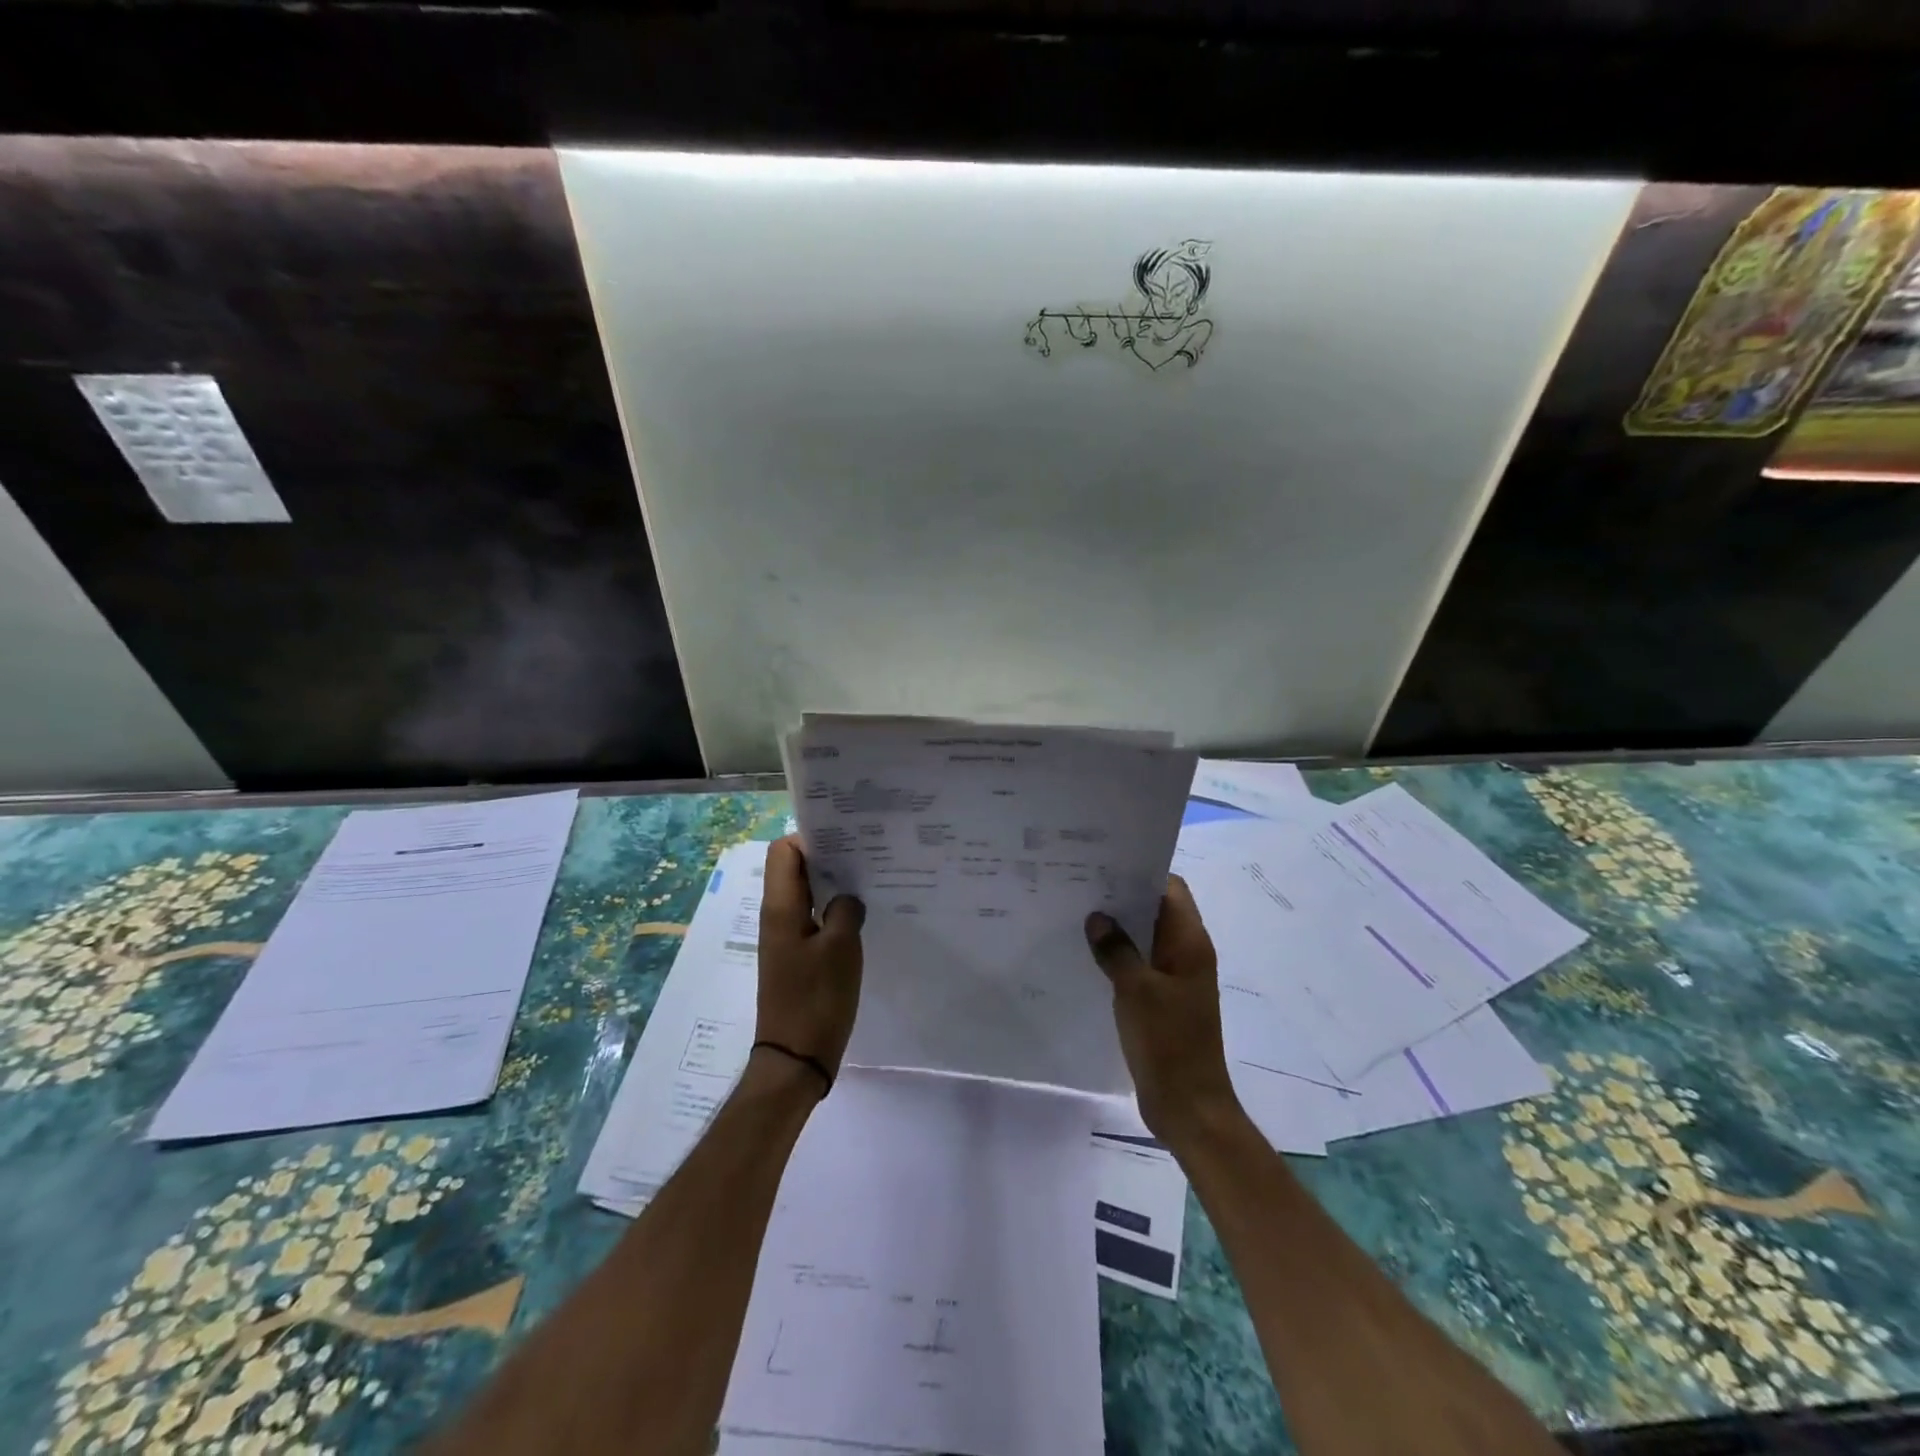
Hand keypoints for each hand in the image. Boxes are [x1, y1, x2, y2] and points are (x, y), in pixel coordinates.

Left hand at [755, 837, 864, 1089]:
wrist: (796, 1058)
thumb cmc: (817, 999)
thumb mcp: (841, 948)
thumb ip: (846, 909)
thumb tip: (848, 897)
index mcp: (781, 907)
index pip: (784, 851)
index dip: (811, 838)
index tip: (846, 839)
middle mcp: (778, 916)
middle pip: (795, 869)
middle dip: (827, 856)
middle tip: (866, 854)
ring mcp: (786, 938)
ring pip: (806, 894)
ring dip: (832, 884)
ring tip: (869, 879)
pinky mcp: (797, 957)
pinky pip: (813, 918)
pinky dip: (833, 910)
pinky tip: (861, 915)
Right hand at [1086, 876, 1240, 1143]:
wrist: (1188, 1105)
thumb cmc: (1167, 1042)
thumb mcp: (1135, 990)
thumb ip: (1116, 949)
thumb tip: (1098, 917)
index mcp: (1190, 943)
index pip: (1170, 888)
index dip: (1140, 872)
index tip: (1104, 864)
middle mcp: (1186, 953)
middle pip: (1156, 909)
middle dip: (1122, 897)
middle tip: (1080, 885)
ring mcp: (1175, 977)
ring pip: (1146, 937)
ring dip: (1119, 927)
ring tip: (1078, 914)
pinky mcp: (1163, 999)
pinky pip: (1140, 963)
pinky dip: (1119, 954)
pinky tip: (1088, 954)